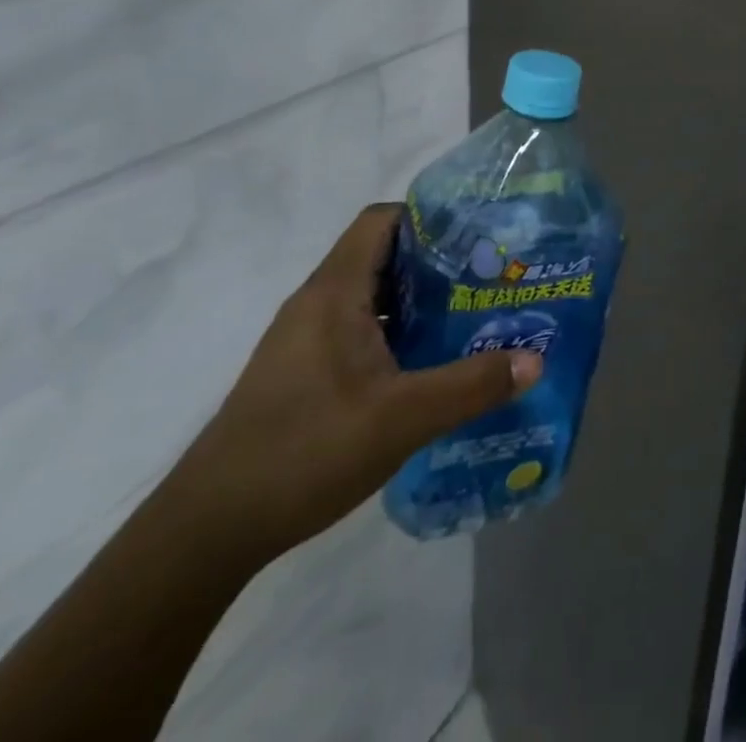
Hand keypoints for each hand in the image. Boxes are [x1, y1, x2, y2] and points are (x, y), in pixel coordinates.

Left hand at [164, 204, 539, 564]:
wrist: (209, 528)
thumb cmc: (305, 451)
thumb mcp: (402, 419)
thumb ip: (471, 386)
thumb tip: (536, 359)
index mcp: (335, 292)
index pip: (382, 220)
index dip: (429, 217)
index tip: (477, 235)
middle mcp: (317, 302)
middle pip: (382, 256)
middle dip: (436, 262)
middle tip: (488, 278)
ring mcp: (306, 339)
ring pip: (371, 296)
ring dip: (418, 301)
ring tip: (469, 317)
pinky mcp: (302, 372)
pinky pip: (358, 329)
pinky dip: (396, 333)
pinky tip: (427, 366)